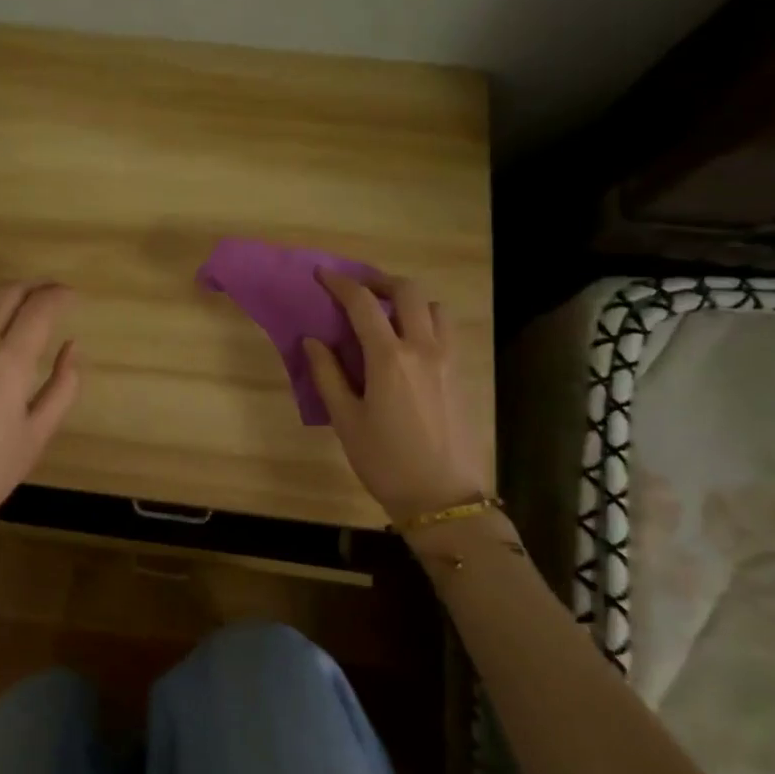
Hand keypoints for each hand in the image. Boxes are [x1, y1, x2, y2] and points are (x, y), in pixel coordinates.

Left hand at [0, 281, 79, 571]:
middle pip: (6, 293)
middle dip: (34, 287)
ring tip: (21, 300)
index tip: (72, 296)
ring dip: (3, 291)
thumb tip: (72, 346)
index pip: (38, 308)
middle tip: (52, 294)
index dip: (59, 295)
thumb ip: (63, 385)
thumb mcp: (39, 433)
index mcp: (7, 363)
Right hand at [304, 269, 485, 527]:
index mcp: (390, 358)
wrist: (444, 499)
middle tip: (357, 290)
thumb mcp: (346, 421)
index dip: (340, 283)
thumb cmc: (386, 462)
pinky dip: (424, 321)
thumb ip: (328, 375)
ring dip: (408, 300)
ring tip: (386, 315)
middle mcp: (423, 348)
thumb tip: (313, 340)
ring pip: (433, 307)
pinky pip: (445, 331)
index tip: (323, 275)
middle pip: (407, 291)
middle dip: (379, 281)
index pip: (363, 304)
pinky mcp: (461, 374)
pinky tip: (407, 345)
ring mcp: (448, 360)